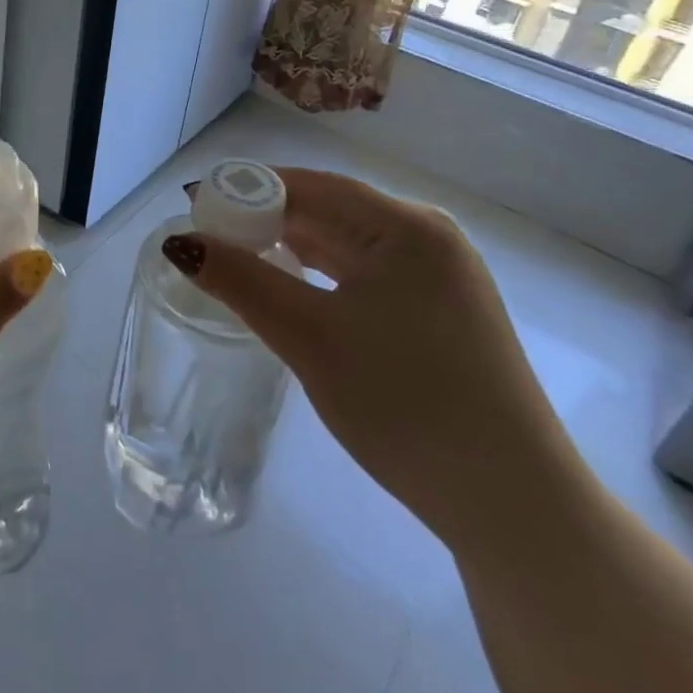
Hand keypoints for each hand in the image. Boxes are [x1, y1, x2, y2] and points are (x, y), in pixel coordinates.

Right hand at [168, 168, 579, 553]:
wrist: (513, 507)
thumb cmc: (406, 405)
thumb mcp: (309, 337)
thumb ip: (240, 280)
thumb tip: (179, 242)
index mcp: (406, 227)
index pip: (309, 185)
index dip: (246, 188)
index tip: (194, 204)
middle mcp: (428, 237)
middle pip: (328, 210)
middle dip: (265, 219)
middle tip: (207, 237)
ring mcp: (440, 275)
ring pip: (346, 243)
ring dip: (291, 247)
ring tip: (237, 260)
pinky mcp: (441, 311)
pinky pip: (366, 272)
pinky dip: (321, 275)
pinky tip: (291, 291)